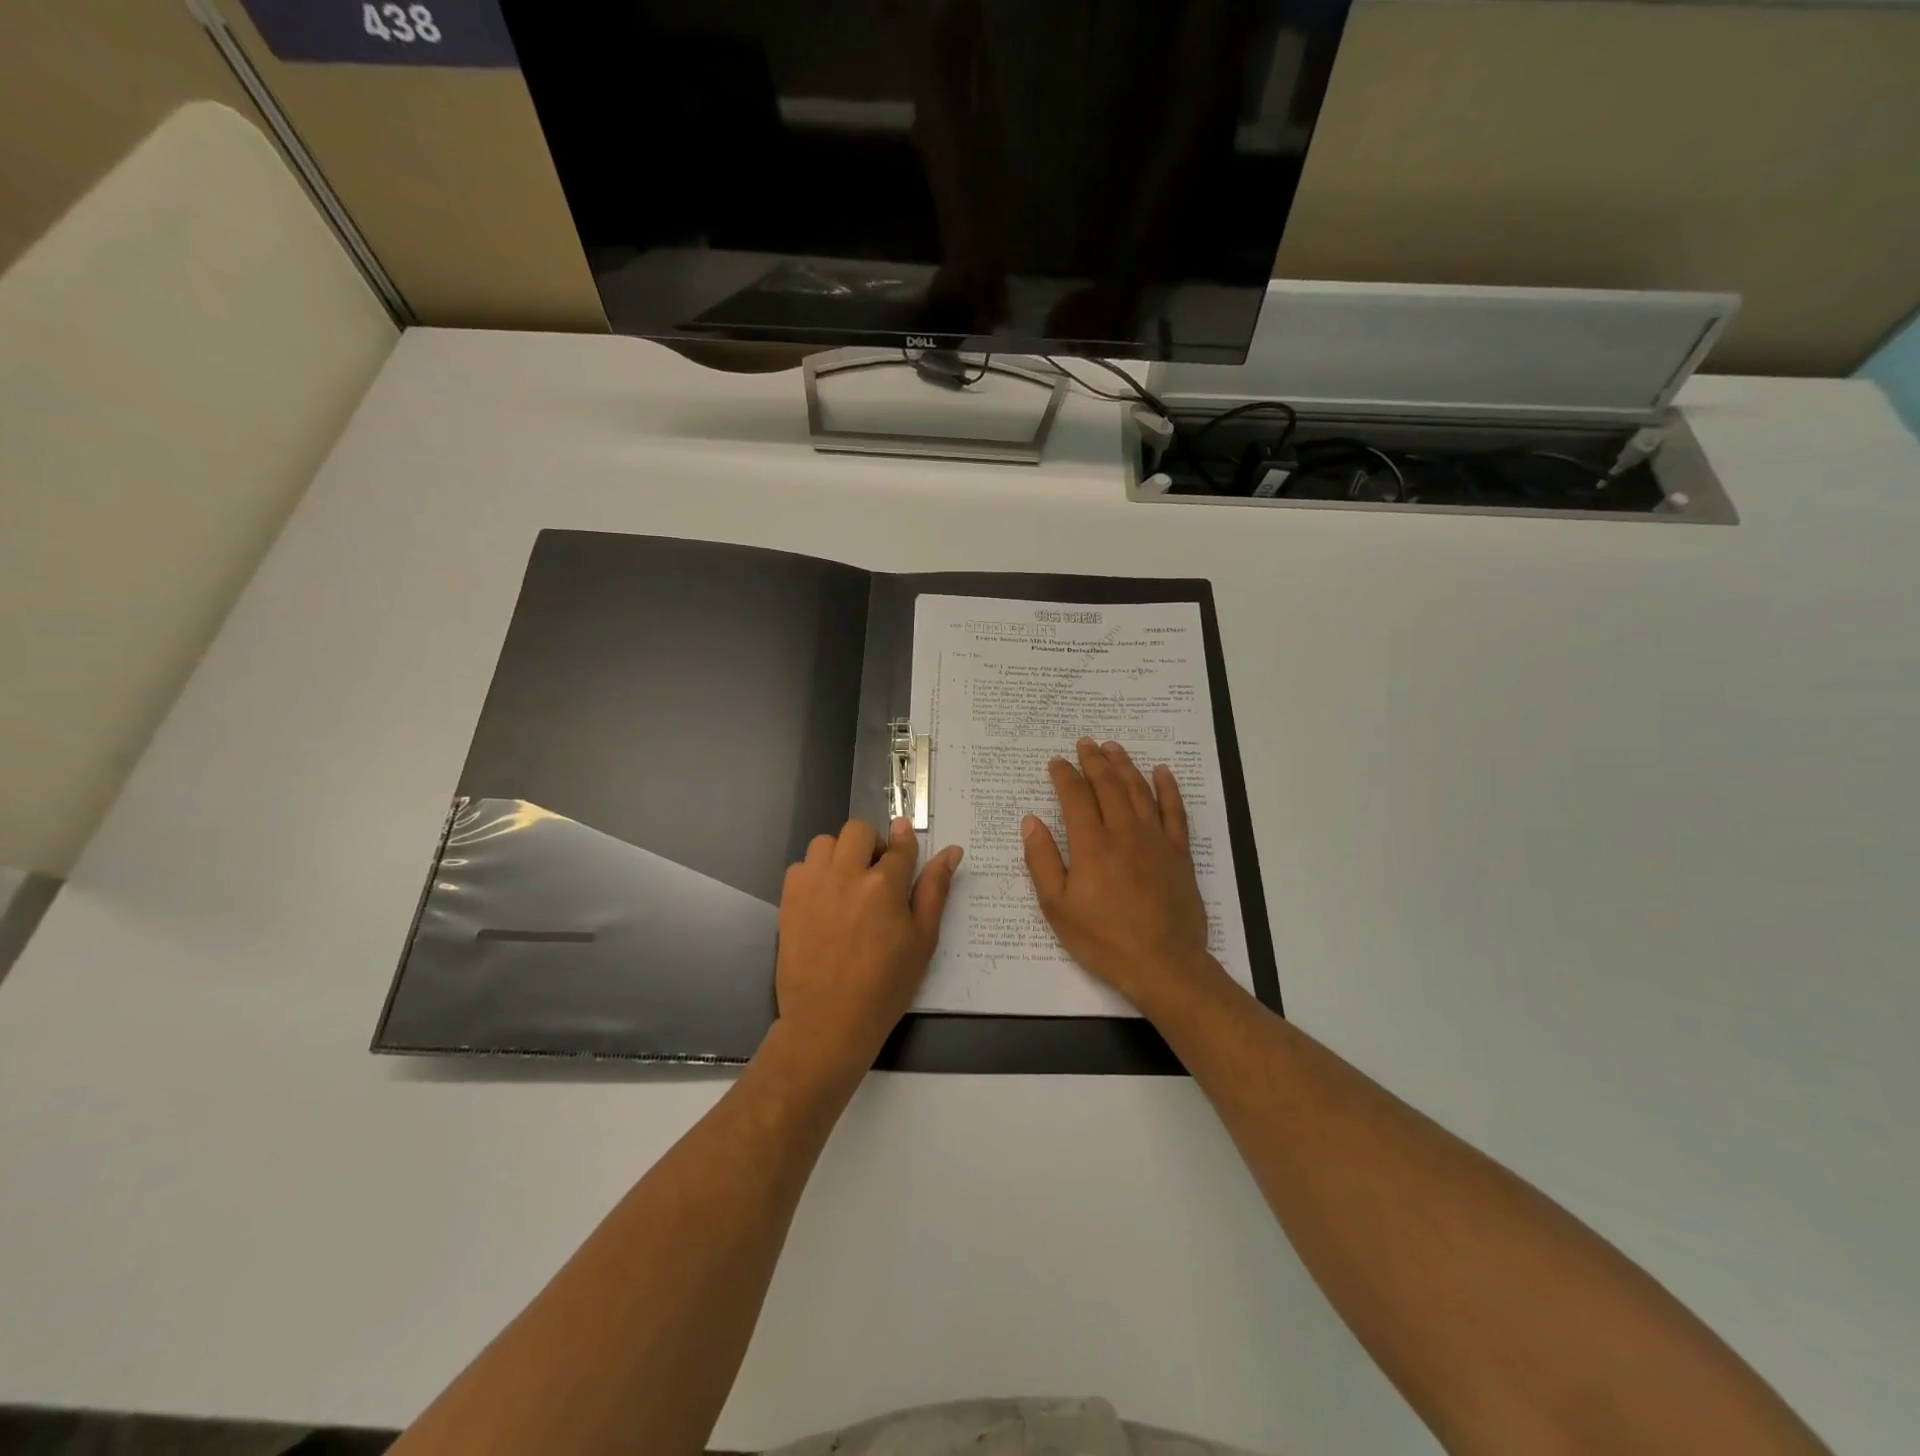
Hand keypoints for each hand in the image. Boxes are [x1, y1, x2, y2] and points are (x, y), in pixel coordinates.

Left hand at [774, 818, 962, 1070]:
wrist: (829, 1022)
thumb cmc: (886, 986)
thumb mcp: (922, 940)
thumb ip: (935, 889)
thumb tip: (951, 851)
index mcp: (884, 885)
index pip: (900, 845)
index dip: (905, 841)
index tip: (905, 840)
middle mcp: (846, 875)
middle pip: (859, 830)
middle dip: (872, 844)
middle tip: (877, 873)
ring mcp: (813, 885)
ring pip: (826, 842)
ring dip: (840, 853)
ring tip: (848, 883)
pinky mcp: (789, 899)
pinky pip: (800, 865)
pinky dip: (814, 873)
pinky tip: (824, 898)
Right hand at [1022, 739, 1221, 1011]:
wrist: (1164, 964)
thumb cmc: (1103, 939)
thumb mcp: (1058, 907)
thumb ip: (1043, 860)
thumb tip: (1031, 821)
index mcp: (1091, 845)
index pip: (1075, 797)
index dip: (1064, 775)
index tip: (1056, 762)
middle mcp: (1124, 832)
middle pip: (1108, 785)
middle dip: (1094, 761)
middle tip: (1085, 743)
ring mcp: (1156, 840)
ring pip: (1139, 790)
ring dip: (1125, 765)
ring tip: (1114, 747)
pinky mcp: (1179, 852)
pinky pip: (1175, 811)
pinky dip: (1168, 788)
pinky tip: (1162, 772)